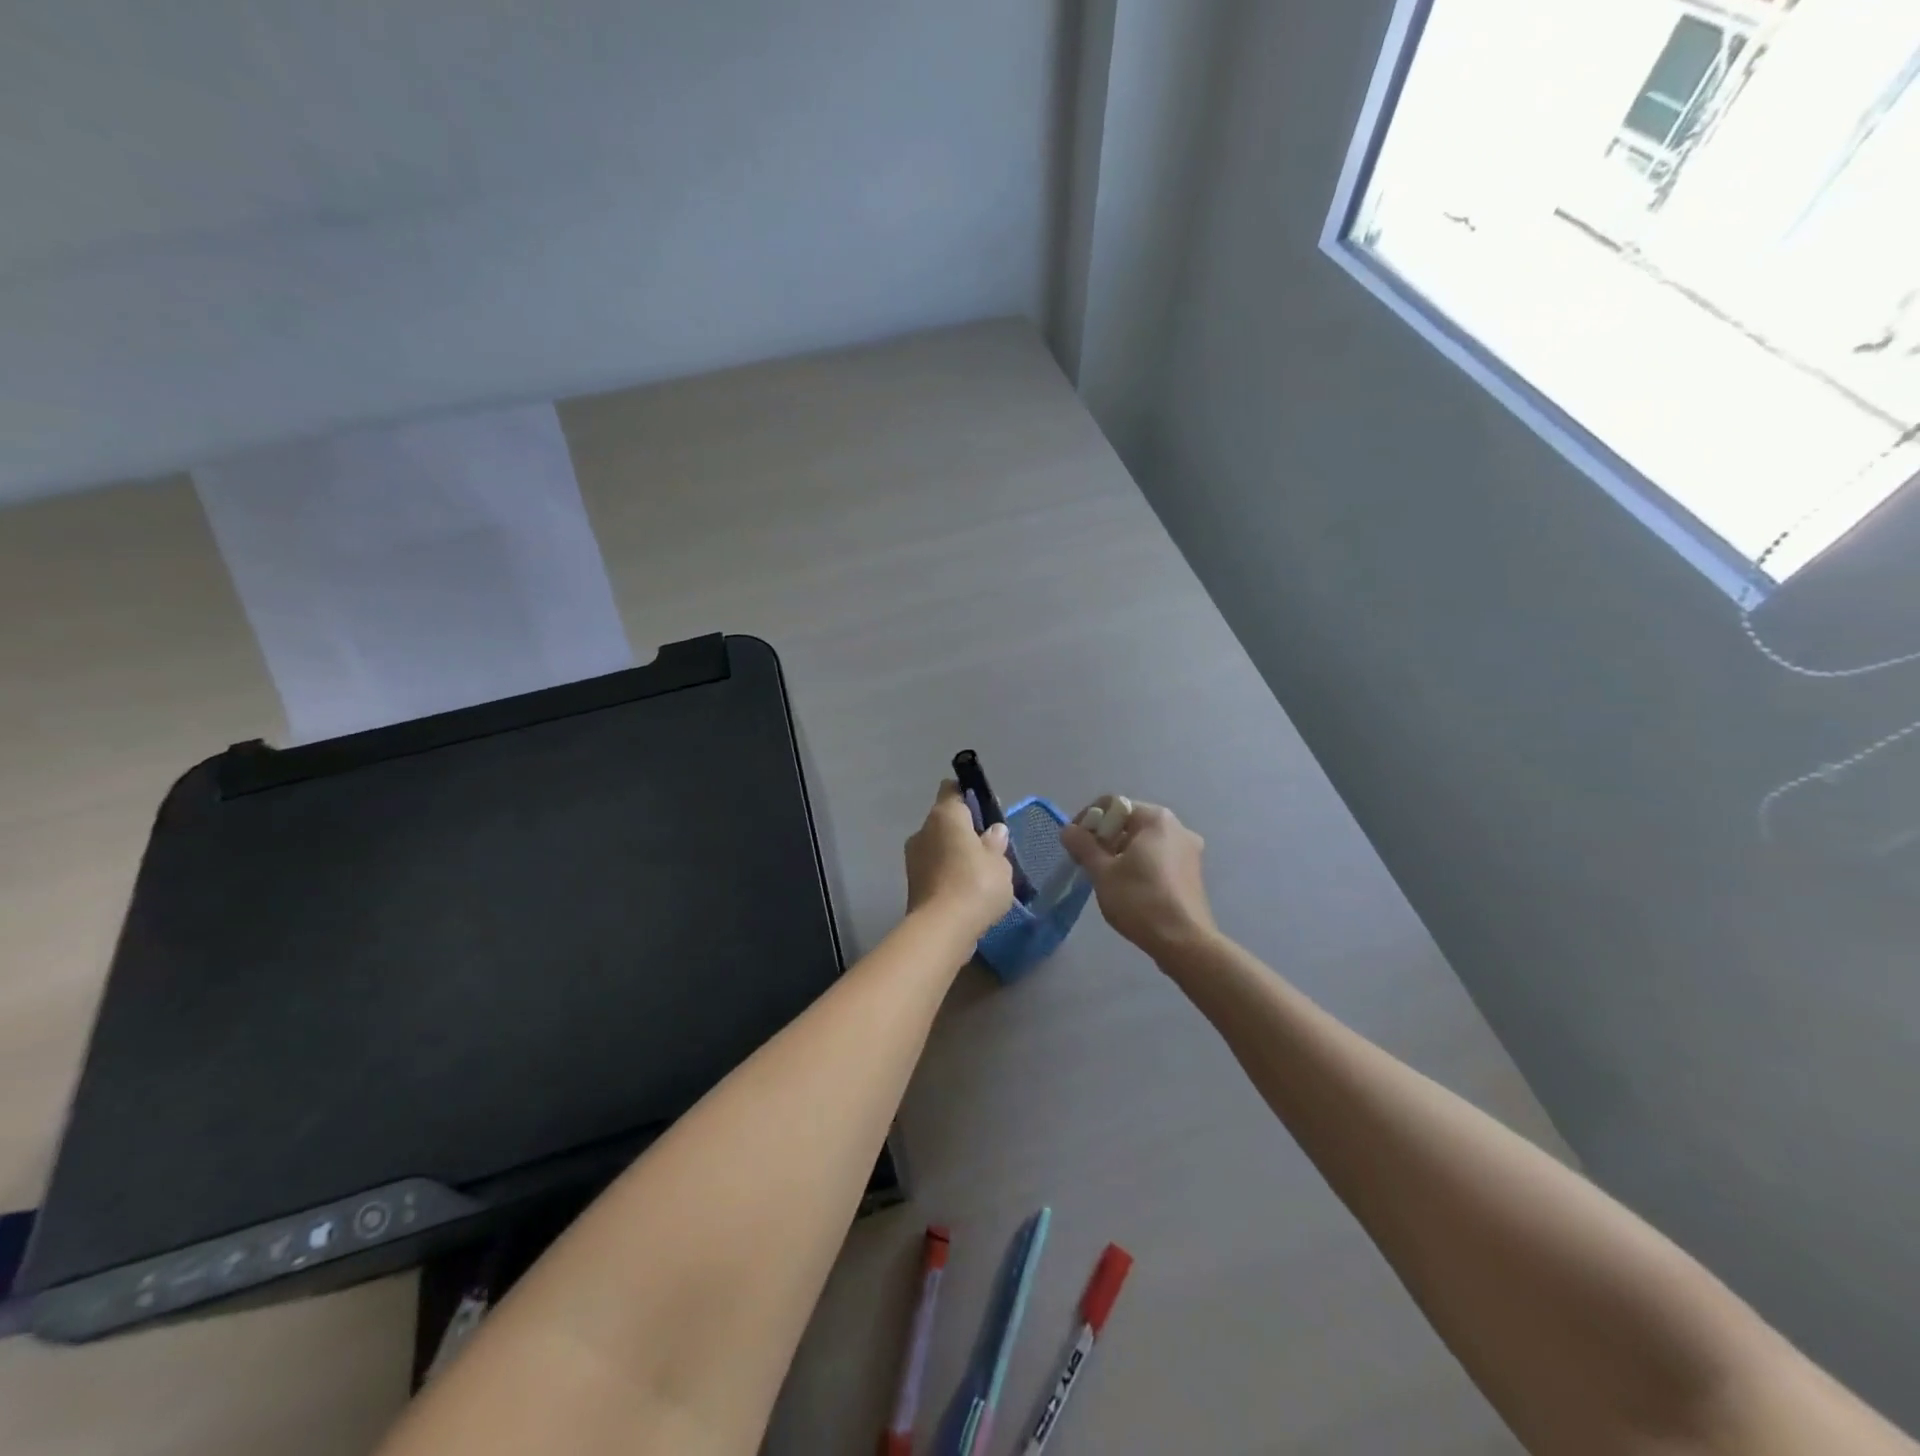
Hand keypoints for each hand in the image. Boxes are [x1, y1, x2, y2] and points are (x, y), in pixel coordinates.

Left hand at [904, 781, 1015, 944]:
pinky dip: (949, 874)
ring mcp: (913, 858)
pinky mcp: (912, 883)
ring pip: (939, 846)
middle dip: (966, 829)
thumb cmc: (975, 885)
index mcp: (944, 815)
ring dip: (956, 854)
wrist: (941, 930)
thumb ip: (996, 843)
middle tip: (991, 847)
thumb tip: (994, 830)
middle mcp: (923, 830)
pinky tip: (968, 891)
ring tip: (982, 873)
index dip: (969, 795)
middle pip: (946, 820)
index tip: (987, 812)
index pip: (952, 790)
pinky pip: (935, 869)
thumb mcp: (999, 862)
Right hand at [1060, 796, 1216, 958]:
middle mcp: (1177, 827)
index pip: (1113, 804)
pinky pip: (1158, 857)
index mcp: (1156, 819)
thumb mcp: (1103, 872)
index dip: (1088, 819)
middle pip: (1129, 821)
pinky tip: (1127, 886)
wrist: (1184, 942)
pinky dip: (1139, 863)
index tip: (1073, 843)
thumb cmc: (1140, 900)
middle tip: (1085, 860)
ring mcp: (1189, 850)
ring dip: (1120, 852)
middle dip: (1104, 837)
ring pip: (1144, 841)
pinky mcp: (1192, 872)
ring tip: (1104, 876)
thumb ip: (1083, 845)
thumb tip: (1068, 830)